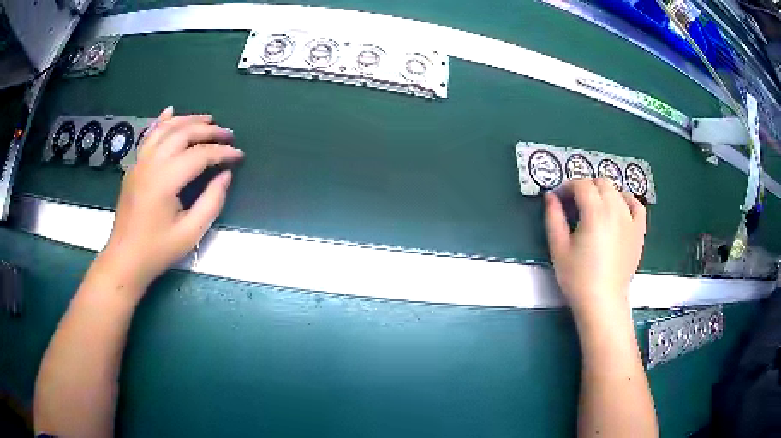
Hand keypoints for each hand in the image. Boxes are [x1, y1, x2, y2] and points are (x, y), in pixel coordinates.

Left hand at [99, 107, 243, 297]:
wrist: (125, 259)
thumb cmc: (157, 250)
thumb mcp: (190, 233)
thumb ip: (211, 202)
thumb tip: (225, 175)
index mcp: (165, 180)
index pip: (199, 155)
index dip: (222, 152)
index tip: (239, 155)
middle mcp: (151, 164)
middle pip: (183, 134)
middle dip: (209, 130)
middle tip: (228, 133)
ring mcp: (140, 162)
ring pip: (166, 129)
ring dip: (188, 120)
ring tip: (208, 119)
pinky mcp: (134, 166)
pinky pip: (149, 136)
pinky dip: (161, 121)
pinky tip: (171, 111)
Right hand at [544, 178, 645, 317]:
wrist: (603, 302)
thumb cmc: (577, 278)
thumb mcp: (559, 248)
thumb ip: (554, 218)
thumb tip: (550, 196)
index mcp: (595, 213)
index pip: (582, 185)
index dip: (567, 186)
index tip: (559, 198)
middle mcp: (615, 210)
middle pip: (601, 183)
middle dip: (585, 186)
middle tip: (574, 203)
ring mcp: (630, 220)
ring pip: (617, 191)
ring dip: (603, 192)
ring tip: (594, 207)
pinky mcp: (639, 231)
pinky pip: (636, 205)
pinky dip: (627, 200)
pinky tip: (619, 206)